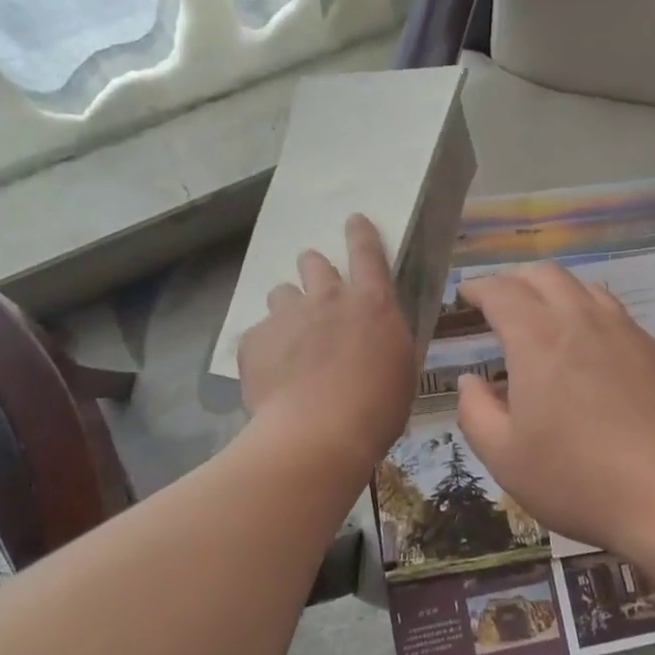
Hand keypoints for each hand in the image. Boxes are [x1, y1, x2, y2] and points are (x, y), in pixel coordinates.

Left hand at [238, 214, 416, 471]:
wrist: (317, 435)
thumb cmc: (376, 408)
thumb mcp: (400, 370)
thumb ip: (386, 342)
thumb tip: (377, 338)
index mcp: (371, 302)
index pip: (367, 251)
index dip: (360, 232)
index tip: (353, 219)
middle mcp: (327, 298)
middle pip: (313, 263)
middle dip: (314, 270)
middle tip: (318, 293)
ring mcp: (287, 316)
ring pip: (281, 293)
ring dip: (289, 308)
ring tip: (291, 339)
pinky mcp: (254, 340)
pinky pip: (259, 333)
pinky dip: (266, 347)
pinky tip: (271, 374)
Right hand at [455, 264, 654, 552]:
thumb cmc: (578, 479)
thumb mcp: (505, 458)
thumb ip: (476, 413)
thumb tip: (469, 381)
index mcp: (537, 339)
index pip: (502, 292)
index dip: (479, 288)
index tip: (466, 294)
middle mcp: (580, 320)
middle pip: (544, 275)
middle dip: (515, 279)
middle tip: (500, 300)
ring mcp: (624, 331)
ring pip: (583, 287)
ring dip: (554, 290)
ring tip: (543, 314)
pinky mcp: (654, 350)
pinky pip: (613, 311)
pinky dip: (588, 310)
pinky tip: (589, 342)